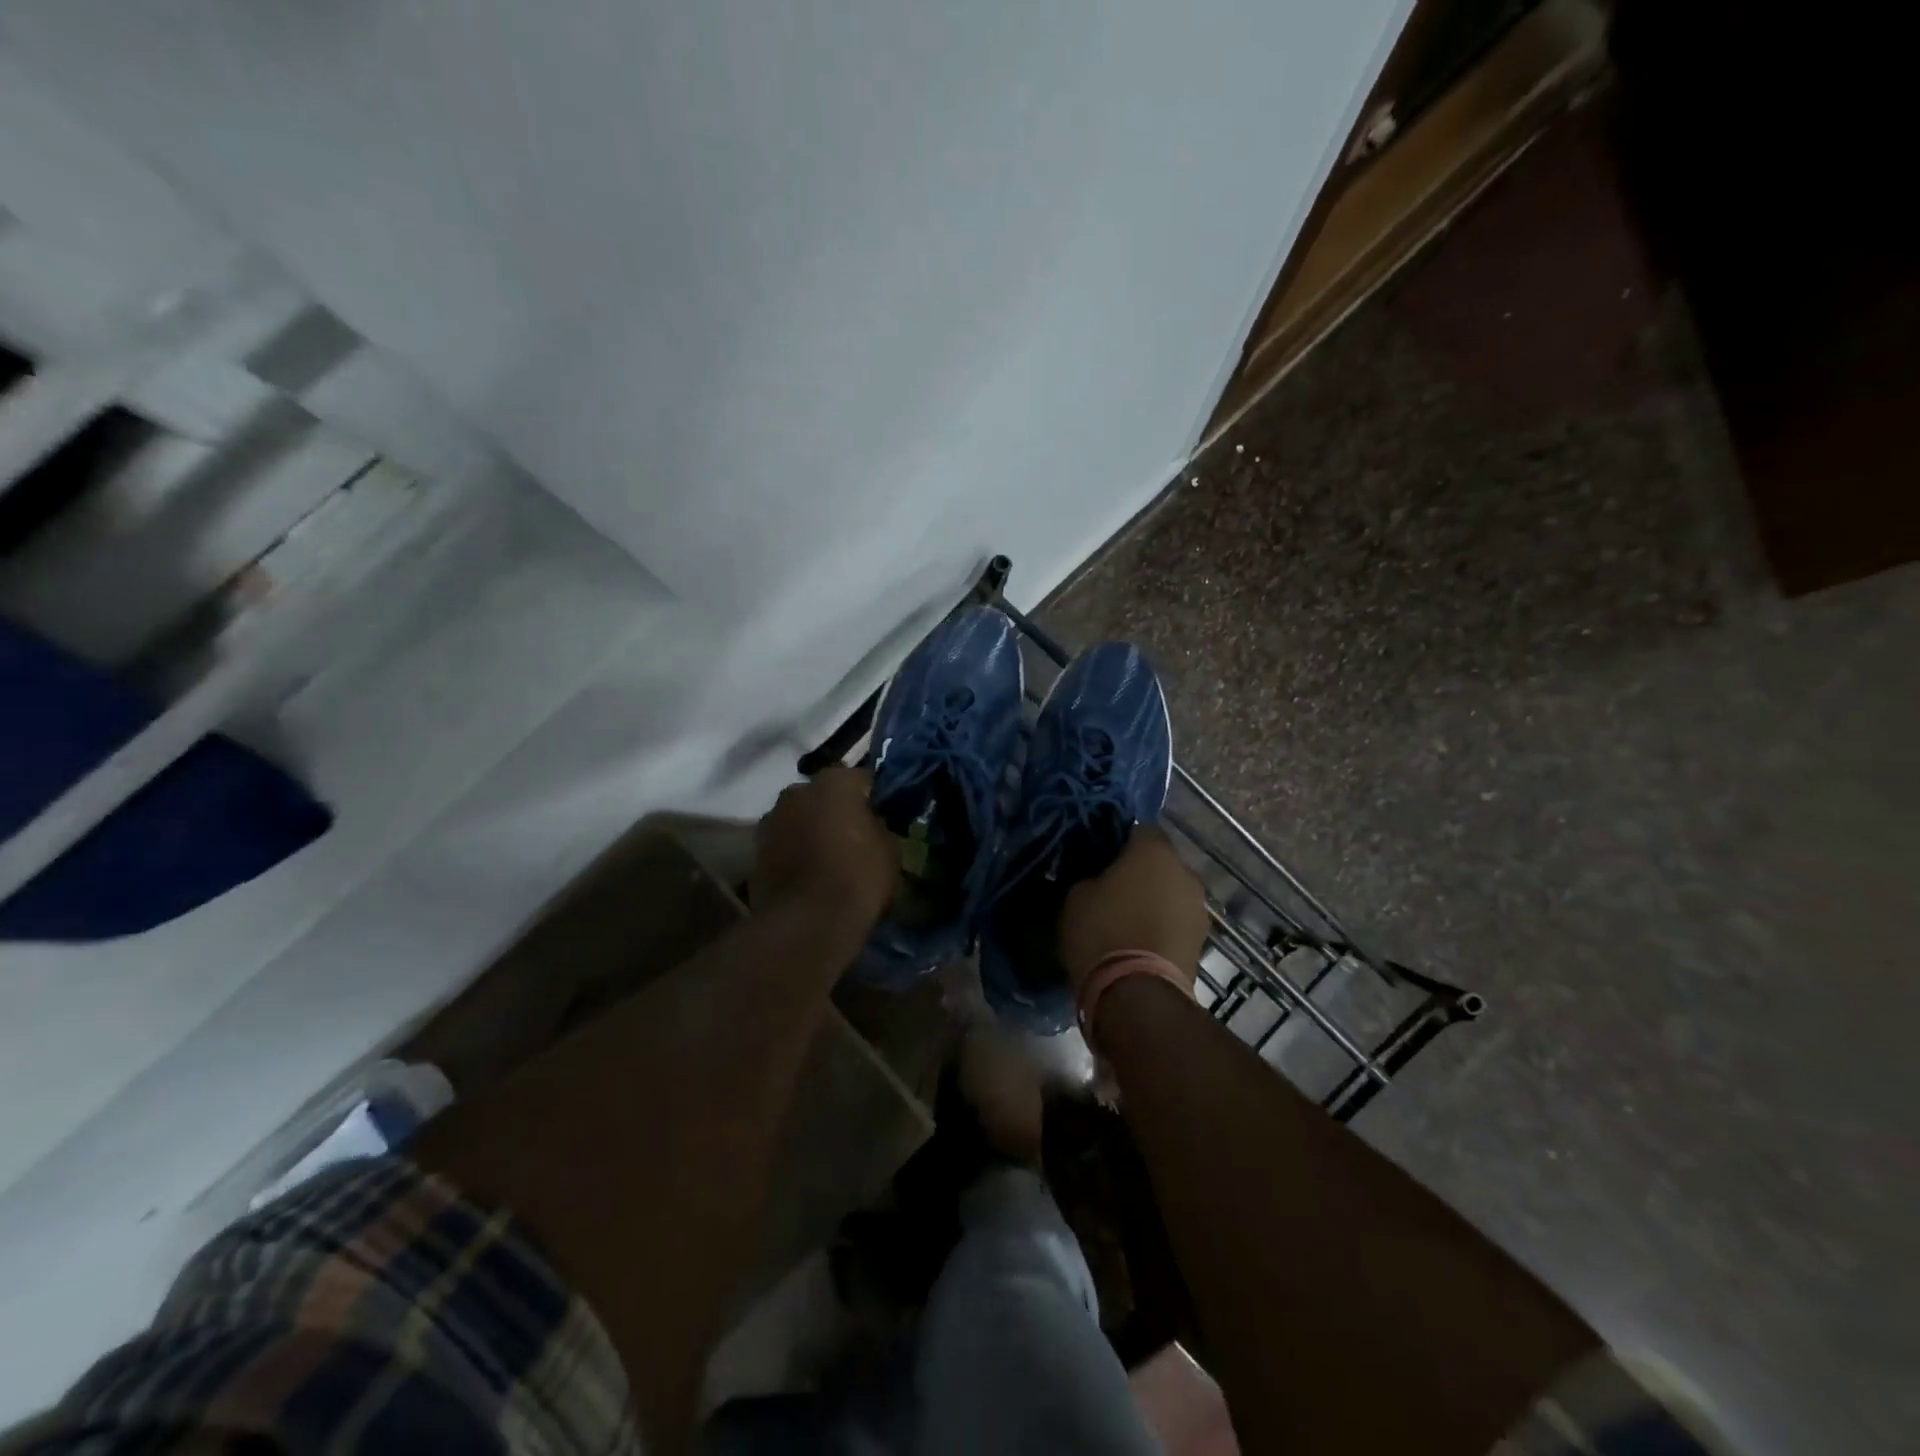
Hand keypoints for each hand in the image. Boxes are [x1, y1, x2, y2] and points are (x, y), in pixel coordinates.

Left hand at [751, 765, 898, 932]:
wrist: (807, 922)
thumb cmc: (857, 876)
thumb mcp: (890, 849)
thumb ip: (879, 825)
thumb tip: (871, 824)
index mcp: (835, 782)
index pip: (861, 779)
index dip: (873, 798)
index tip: (882, 817)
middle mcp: (797, 791)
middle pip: (824, 795)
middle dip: (837, 810)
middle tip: (854, 836)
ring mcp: (771, 819)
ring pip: (800, 817)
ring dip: (811, 829)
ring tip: (829, 857)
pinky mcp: (756, 850)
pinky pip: (784, 842)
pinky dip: (794, 851)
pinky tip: (809, 873)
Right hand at [1058, 827, 1207, 994]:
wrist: (1137, 994)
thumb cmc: (1102, 931)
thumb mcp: (1076, 896)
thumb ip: (1090, 876)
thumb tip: (1097, 877)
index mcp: (1154, 851)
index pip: (1140, 830)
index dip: (1120, 842)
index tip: (1101, 858)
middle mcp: (1185, 872)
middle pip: (1160, 863)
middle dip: (1140, 872)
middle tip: (1112, 889)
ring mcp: (1198, 908)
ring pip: (1171, 893)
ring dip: (1154, 900)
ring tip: (1126, 920)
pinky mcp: (1202, 941)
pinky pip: (1176, 921)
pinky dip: (1162, 925)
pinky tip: (1140, 941)